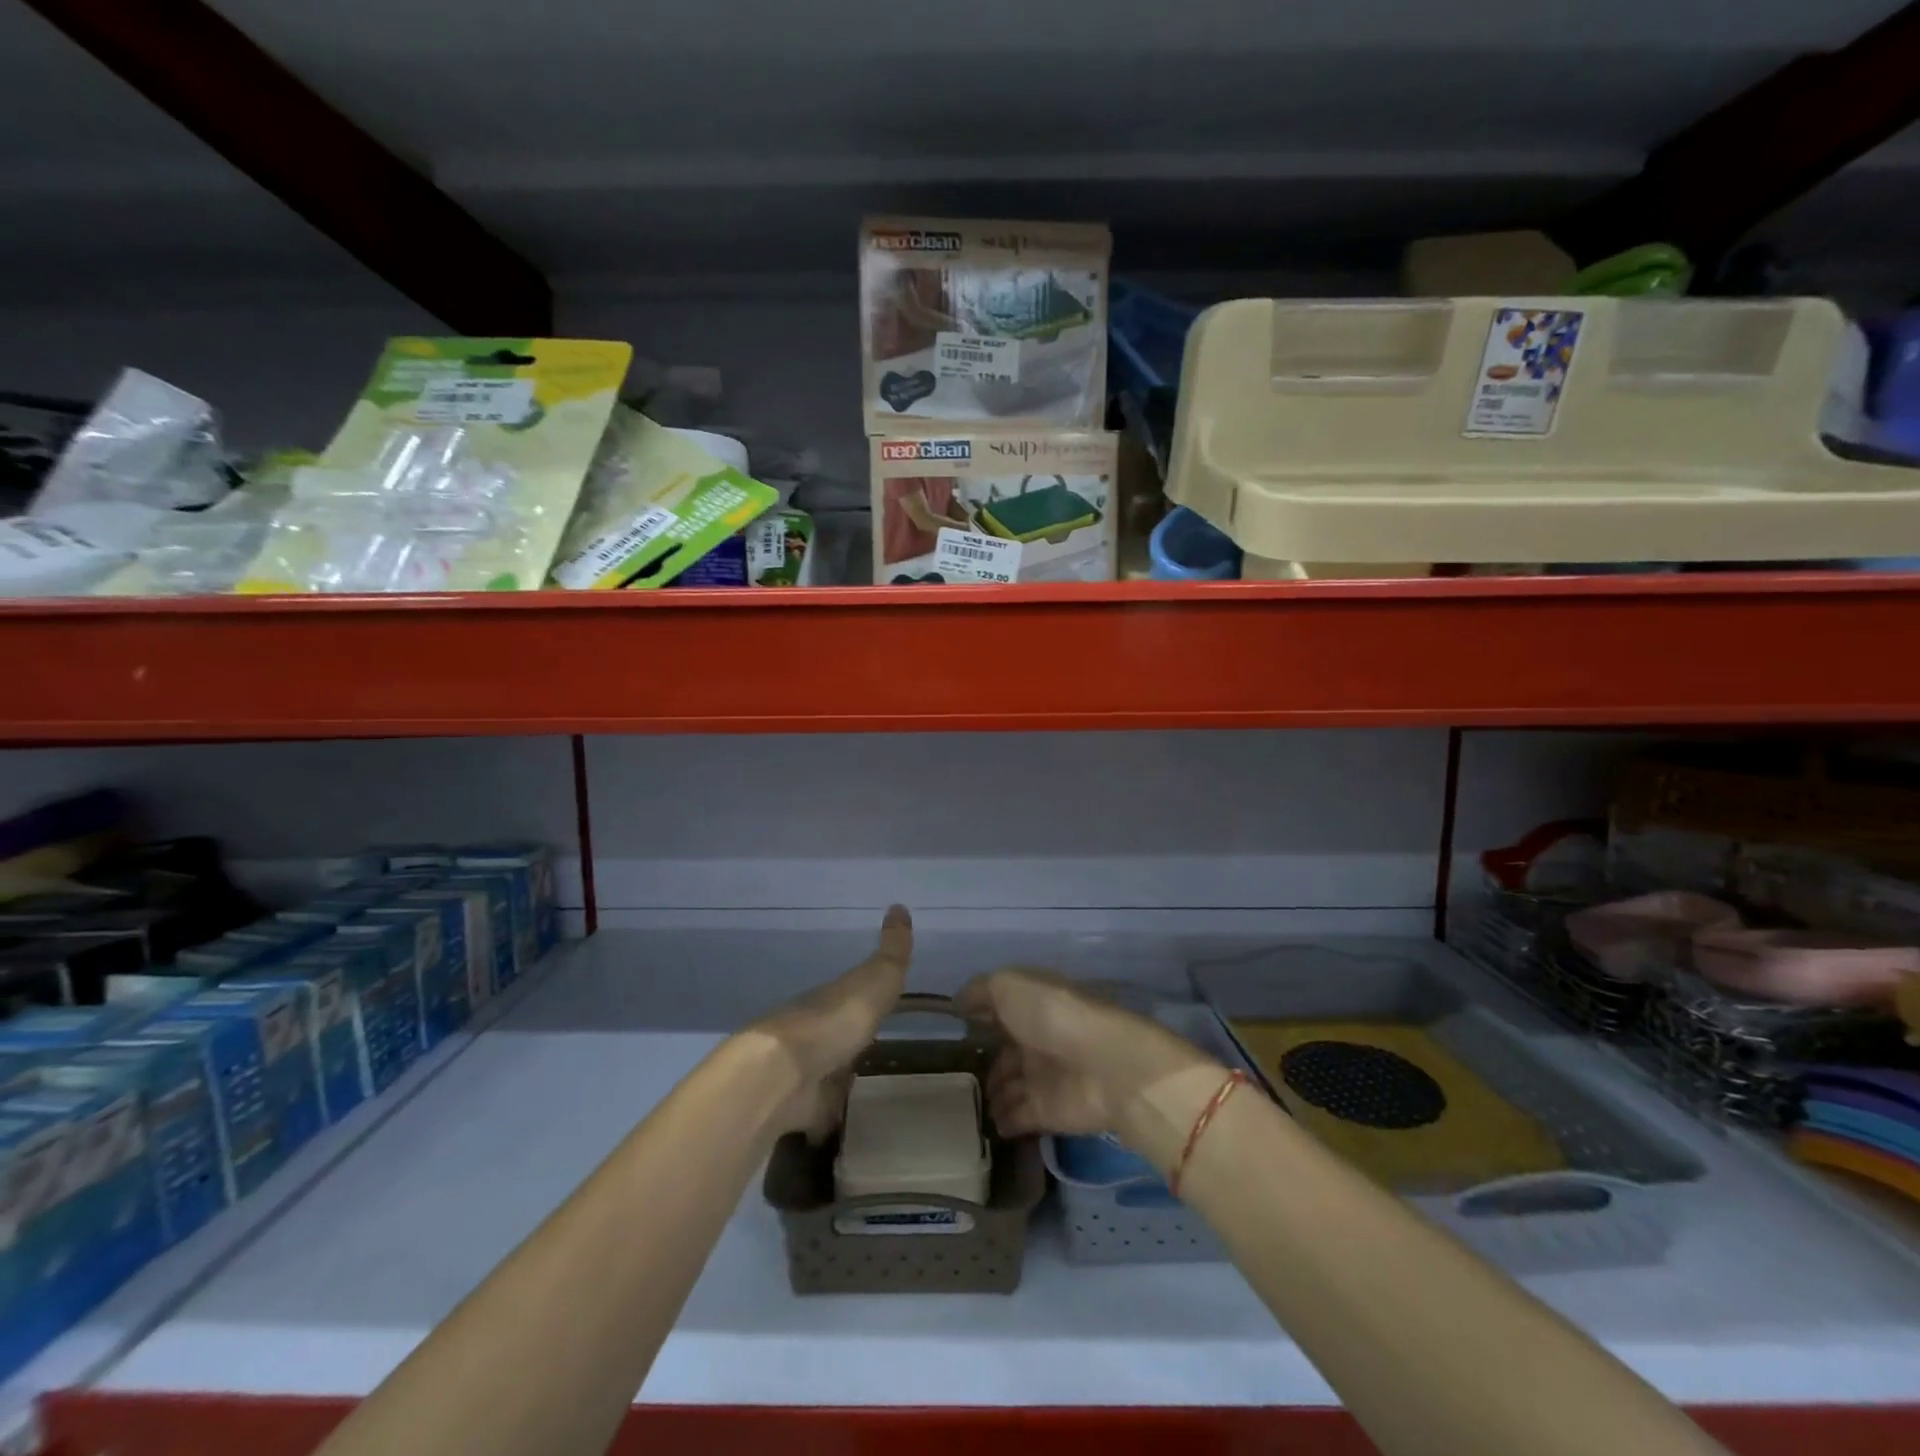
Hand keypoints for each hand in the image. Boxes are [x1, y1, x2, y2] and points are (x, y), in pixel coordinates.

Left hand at [752, 905, 912, 1140]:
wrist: (784, 1073)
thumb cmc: (835, 1019)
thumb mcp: (876, 978)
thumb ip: (892, 951)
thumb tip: (899, 905)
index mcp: (833, 999)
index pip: (854, 995)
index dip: (869, 997)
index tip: (885, 1004)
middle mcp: (817, 1033)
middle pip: (838, 1034)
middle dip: (853, 1039)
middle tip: (879, 1048)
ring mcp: (806, 1072)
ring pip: (828, 1072)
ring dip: (841, 1077)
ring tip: (869, 1087)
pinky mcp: (801, 1110)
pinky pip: (821, 1112)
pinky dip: (830, 1116)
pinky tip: (847, 1123)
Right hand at [956, 968, 1216, 1141]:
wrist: (1102, 1065)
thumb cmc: (1052, 1015)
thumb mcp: (1009, 986)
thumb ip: (981, 991)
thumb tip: (958, 1003)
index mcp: (1031, 1005)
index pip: (1001, 1011)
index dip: (980, 1018)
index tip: (954, 1029)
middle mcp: (1037, 1039)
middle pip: (1006, 1053)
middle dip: (985, 1063)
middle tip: (954, 1077)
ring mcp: (1043, 1077)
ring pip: (1009, 1087)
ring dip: (992, 1096)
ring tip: (965, 1105)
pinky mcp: (1047, 1112)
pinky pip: (1017, 1118)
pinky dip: (1003, 1122)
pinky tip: (984, 1125)